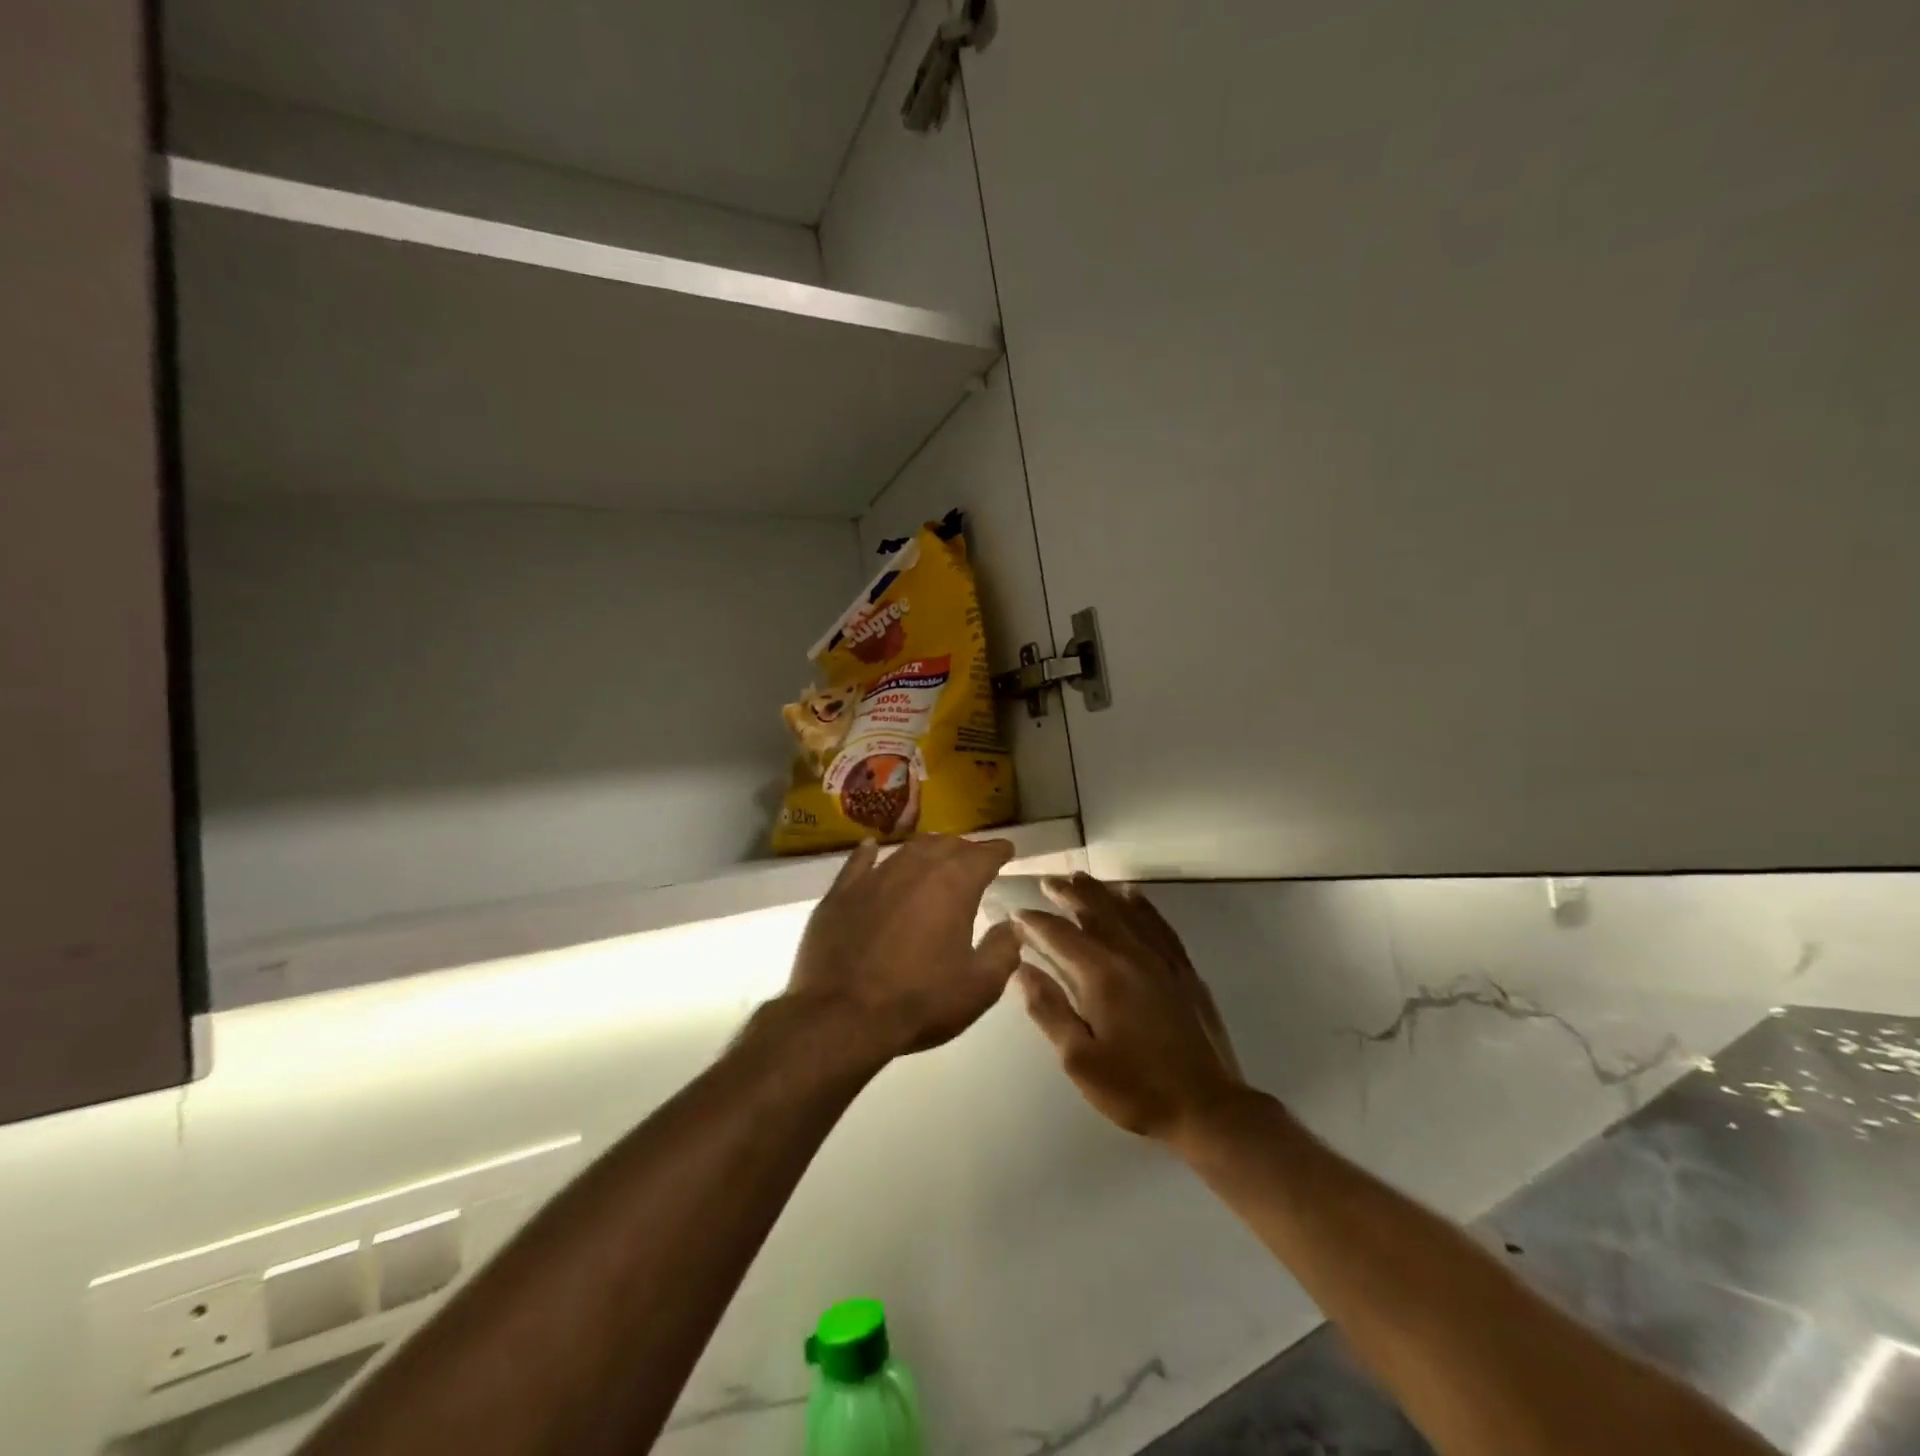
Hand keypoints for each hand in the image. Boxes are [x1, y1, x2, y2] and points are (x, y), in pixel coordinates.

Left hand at [784, 834, 1021, 1060]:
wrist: (842, 1016)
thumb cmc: (920, 1001)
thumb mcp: (979, 987)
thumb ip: (1002, 951)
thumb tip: (1009, 927)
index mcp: (954, 884)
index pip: (983, 855)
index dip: (998, 851)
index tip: (1007, 850)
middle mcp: (915, 867)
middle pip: (946, 845)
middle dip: (964, 849)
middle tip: (973, 859)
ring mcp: (874, 877)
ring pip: (906, 850)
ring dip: (926, 850)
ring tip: (934, 855)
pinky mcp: (841, 892)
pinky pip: (859, 862)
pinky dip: (870, 853)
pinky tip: (871, 848)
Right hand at [1016, 874, 1246, 1141]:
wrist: (1207, 1106)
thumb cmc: (1135, 1089)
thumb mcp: (1079, 1060)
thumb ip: (1049, 1010)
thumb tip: (1020, 970)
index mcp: (1102, 976)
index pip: (1060, 936)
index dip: (1034, 922)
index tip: (1015, 912)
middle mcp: (1131, 955)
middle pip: (1094, 912)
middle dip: (1067, 894)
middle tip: (1046, 881)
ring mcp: (1161, 959)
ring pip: (1125, 911)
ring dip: (1099, 892)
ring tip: (1079, 878)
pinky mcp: (1183, 969)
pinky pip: (1158, 923)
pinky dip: (1141, 904)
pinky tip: (1131, 895)